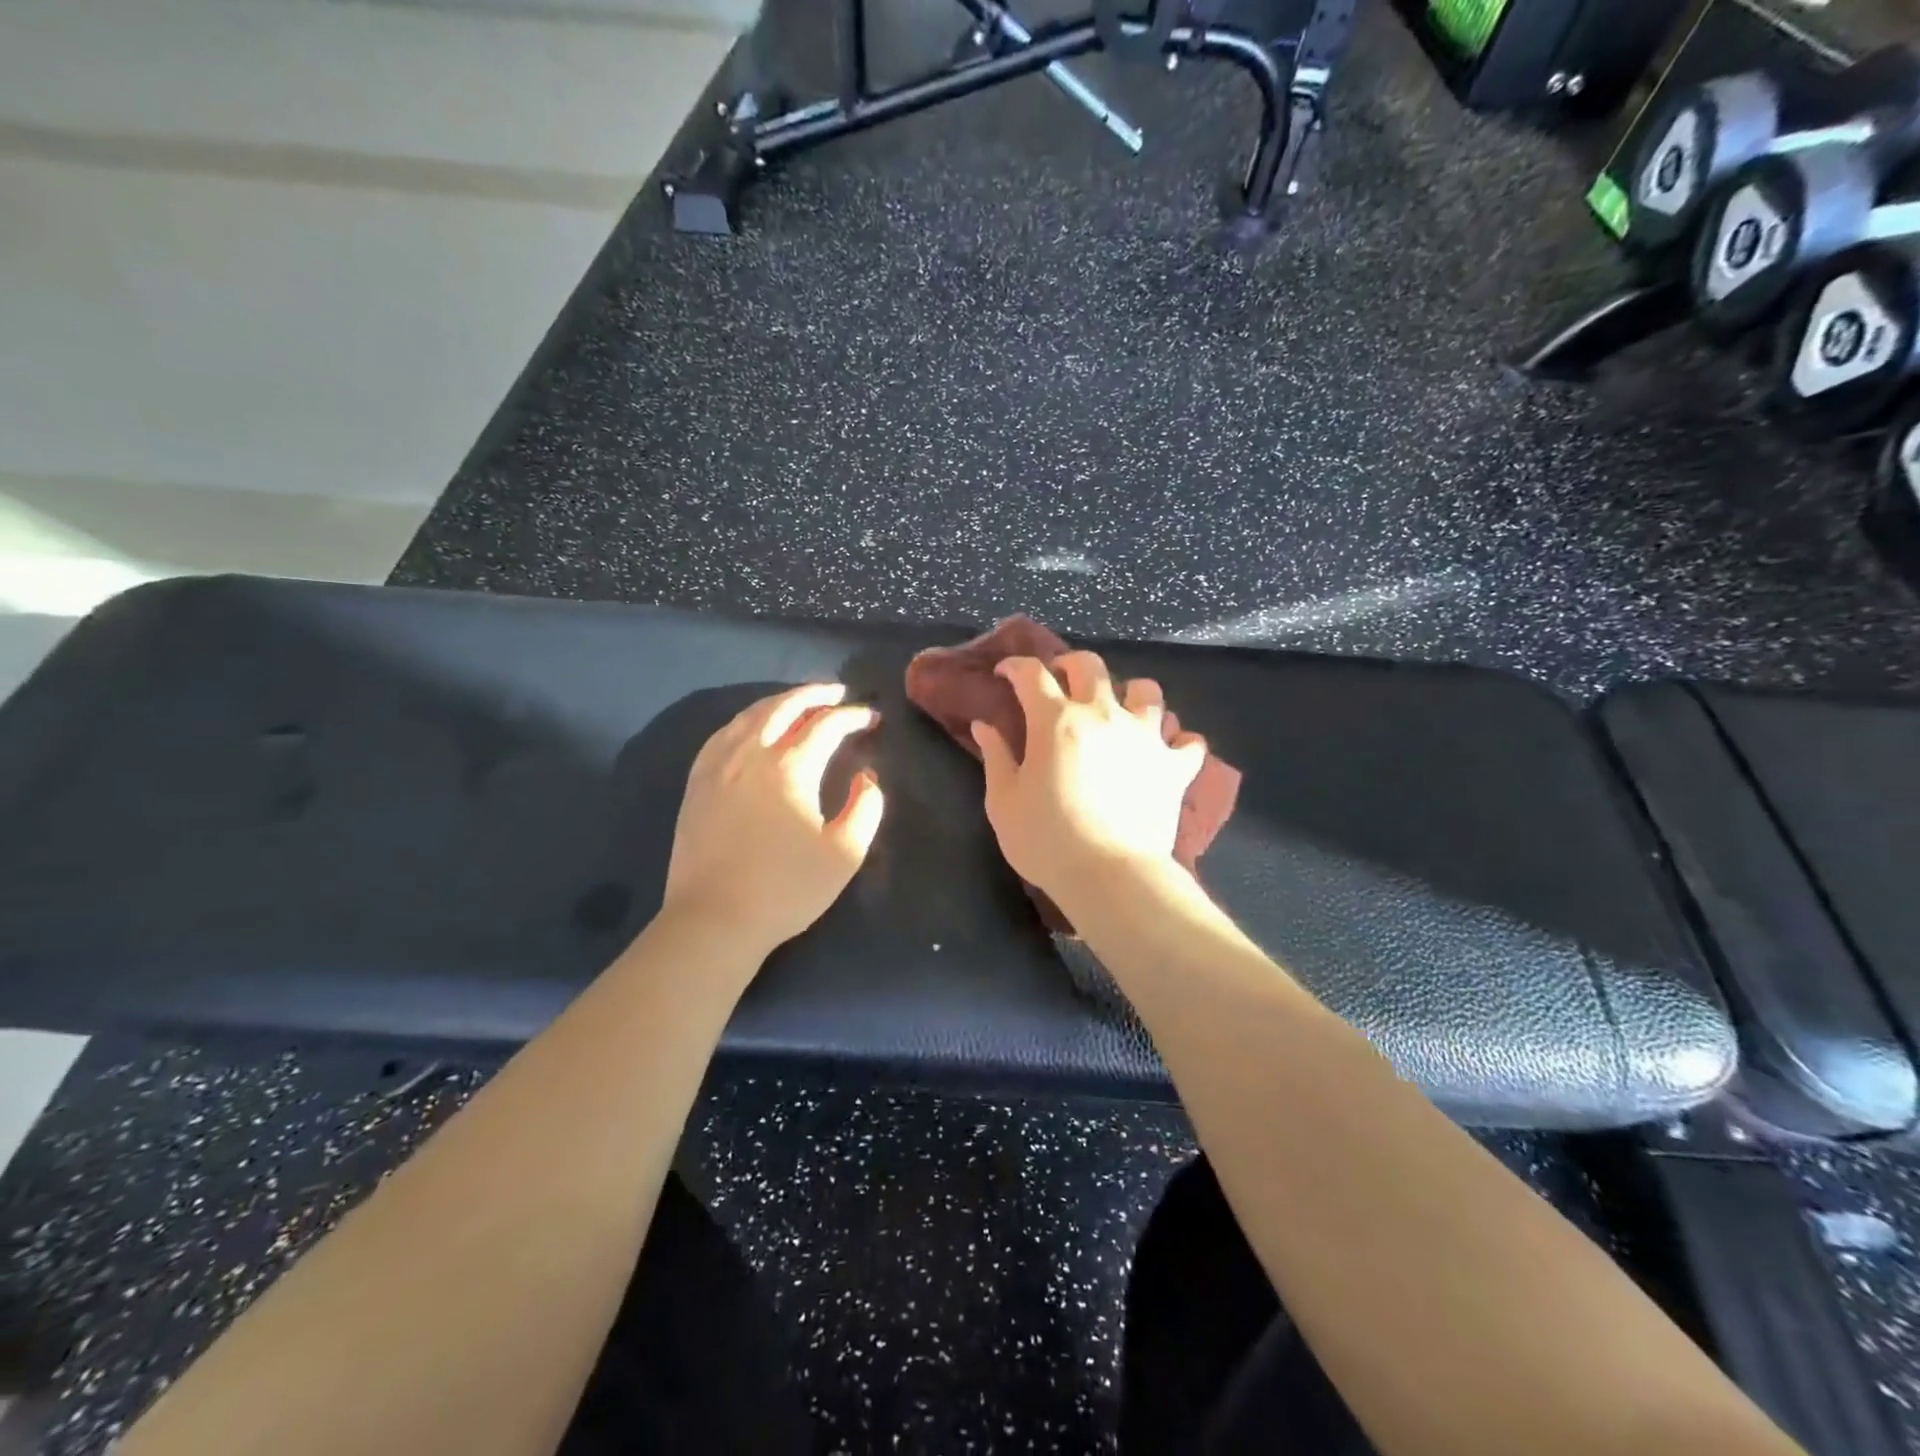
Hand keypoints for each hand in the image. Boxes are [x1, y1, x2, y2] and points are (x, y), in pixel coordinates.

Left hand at [661, 683, 884, 955]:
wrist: (714, 919)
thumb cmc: (786, 889)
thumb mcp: (845, 853)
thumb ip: (866, 807)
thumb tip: (866, 777)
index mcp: (790, 767)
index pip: (826, 725)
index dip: (853, 717)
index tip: (871, 718)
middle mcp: (751, 753)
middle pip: (784, 706)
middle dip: (815, 694)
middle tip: (838, 693)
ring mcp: (718, 765)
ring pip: (750, 715)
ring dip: (780, 701)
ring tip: (800, 702)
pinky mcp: (697, 783)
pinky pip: (723, 734)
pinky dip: (746, 720)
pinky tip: (752, 727)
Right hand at [972, 652, 1205, 905]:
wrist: (1110, 875)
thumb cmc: (1046, 840)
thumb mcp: (1004, 801)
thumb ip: (995, 756)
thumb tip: (984, 725)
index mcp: (1056, 721)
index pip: (1032, 675)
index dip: (1015, 667)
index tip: (1005, 673)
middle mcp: (1104, 714)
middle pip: (1090, 666)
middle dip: (1070, 664)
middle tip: (1060, 680)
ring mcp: (1145, 736)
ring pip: (1146, 690)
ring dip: (1130, 694)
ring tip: (1120, 710)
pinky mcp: (1175, 766)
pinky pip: (1188, 741)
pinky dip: (1176, 740)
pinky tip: (1165, 749)